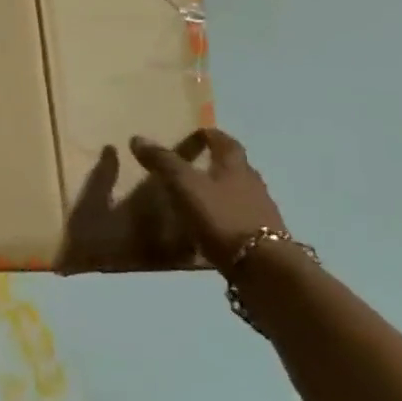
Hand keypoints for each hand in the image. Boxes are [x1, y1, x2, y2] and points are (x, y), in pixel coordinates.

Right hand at [129, 128, 285, 268]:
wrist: (264, 267)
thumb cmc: (221, 216)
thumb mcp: (184, 185)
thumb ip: (163, 162)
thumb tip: (137, 138)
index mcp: (235, 167)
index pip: (226, 143)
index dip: (212, 136)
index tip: (200, 132)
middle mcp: (252, 185)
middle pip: (237, 167)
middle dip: (218, 163)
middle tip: (196, 164)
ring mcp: (261, 213)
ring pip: (240, 194)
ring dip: (223, 191)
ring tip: (199, 197)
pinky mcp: (263, 240)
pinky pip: (240, 219)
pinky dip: (226, 217)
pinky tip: (211, 227)